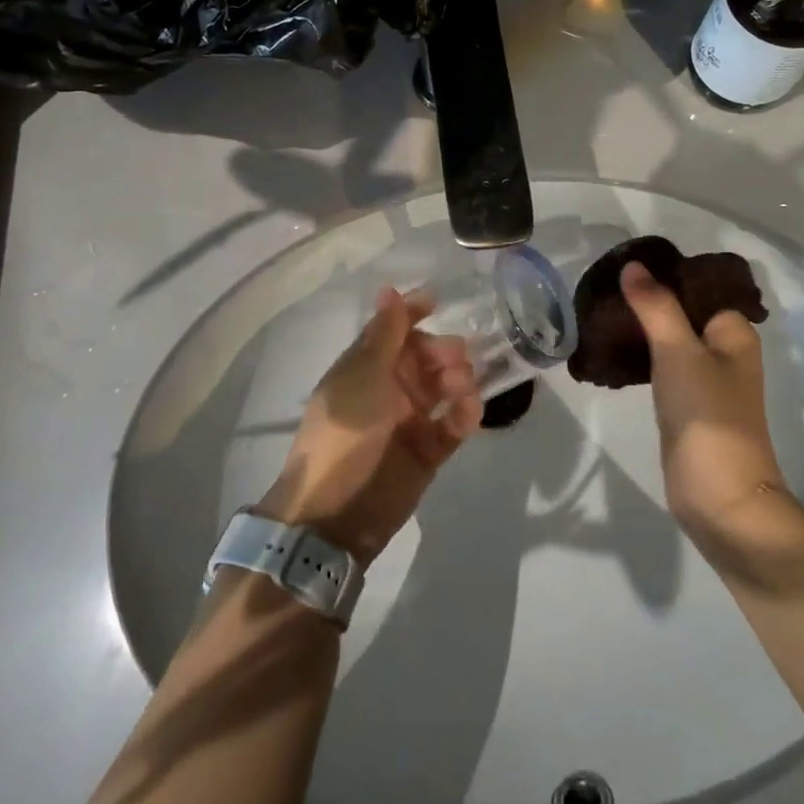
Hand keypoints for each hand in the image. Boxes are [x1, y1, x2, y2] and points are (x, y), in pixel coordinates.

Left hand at [257, 287, 481, 564]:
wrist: (334, 514)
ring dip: (458, 379)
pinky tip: (469, 411)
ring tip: (462, 387)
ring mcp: (409, 421)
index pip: (393, 330)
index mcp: (365, 367)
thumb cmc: (343, 435)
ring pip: (443, 388)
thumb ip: (384, 335)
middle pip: (425, 357)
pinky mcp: (427, 452)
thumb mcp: (362, 378)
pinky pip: (453, 426)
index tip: (440, 301)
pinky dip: (465, 415)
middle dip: (443, 350)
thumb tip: (388, 289)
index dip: (414, 313)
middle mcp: (388, 389)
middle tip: (458, 356)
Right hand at [620, 261, 784, 551]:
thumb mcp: (678, 351)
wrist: (720, 497)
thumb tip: (632, 264)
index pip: (698, 286)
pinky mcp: (686, 405)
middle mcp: (725, 351)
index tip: (624, 264)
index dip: (665, 273)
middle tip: (605, 286)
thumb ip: (655, 306)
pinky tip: (611, 347)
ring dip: (641, 327)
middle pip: (682, 311)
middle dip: (647, 299)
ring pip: (669, 339)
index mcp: (734, 332)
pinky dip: (639, 355)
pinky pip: (660, 366)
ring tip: (601, 311)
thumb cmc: (707, 415)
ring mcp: (706, 380)